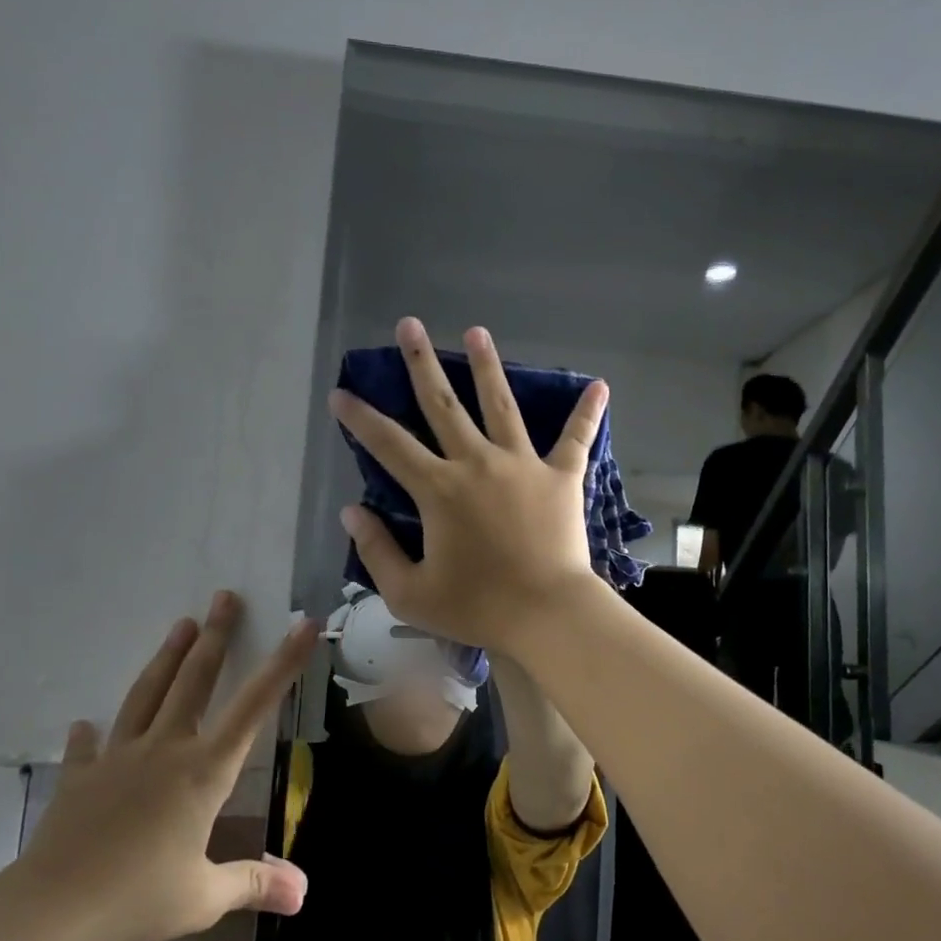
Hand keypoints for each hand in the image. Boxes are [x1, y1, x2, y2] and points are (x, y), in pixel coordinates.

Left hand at [10, 592, 316, 940]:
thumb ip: (254, 885)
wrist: (51, 913)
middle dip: (215, 636)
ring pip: (147, 695)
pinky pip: (88, 748)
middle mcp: (165, 750)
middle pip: (194, 681)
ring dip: (167, 657)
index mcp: (204, 771)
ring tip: (180, 625)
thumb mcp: (204, 897)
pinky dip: (89, 734)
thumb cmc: (138, 899)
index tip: (302, 625)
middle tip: (225, 596)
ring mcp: (118, 759)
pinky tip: (85, 723)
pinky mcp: (80, 779)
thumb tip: (303, 894)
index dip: (283, 664)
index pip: (254, 706)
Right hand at [329, 317, 609, 653]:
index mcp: (439, 490)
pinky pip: (576, 439)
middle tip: (409, 325)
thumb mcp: (409, 594)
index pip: (389, 445)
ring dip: (487, 367)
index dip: (360, 418)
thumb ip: (376, 550)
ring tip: (476, 332)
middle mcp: (477, 464)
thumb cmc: (477, 608)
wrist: (546, 615)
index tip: (341, 393)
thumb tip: (352, 511)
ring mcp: (523, 465)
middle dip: (421, 363)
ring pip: (501, 405)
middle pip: (443, 405)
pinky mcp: (561, 477)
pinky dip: (587, 413)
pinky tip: (599, 385)